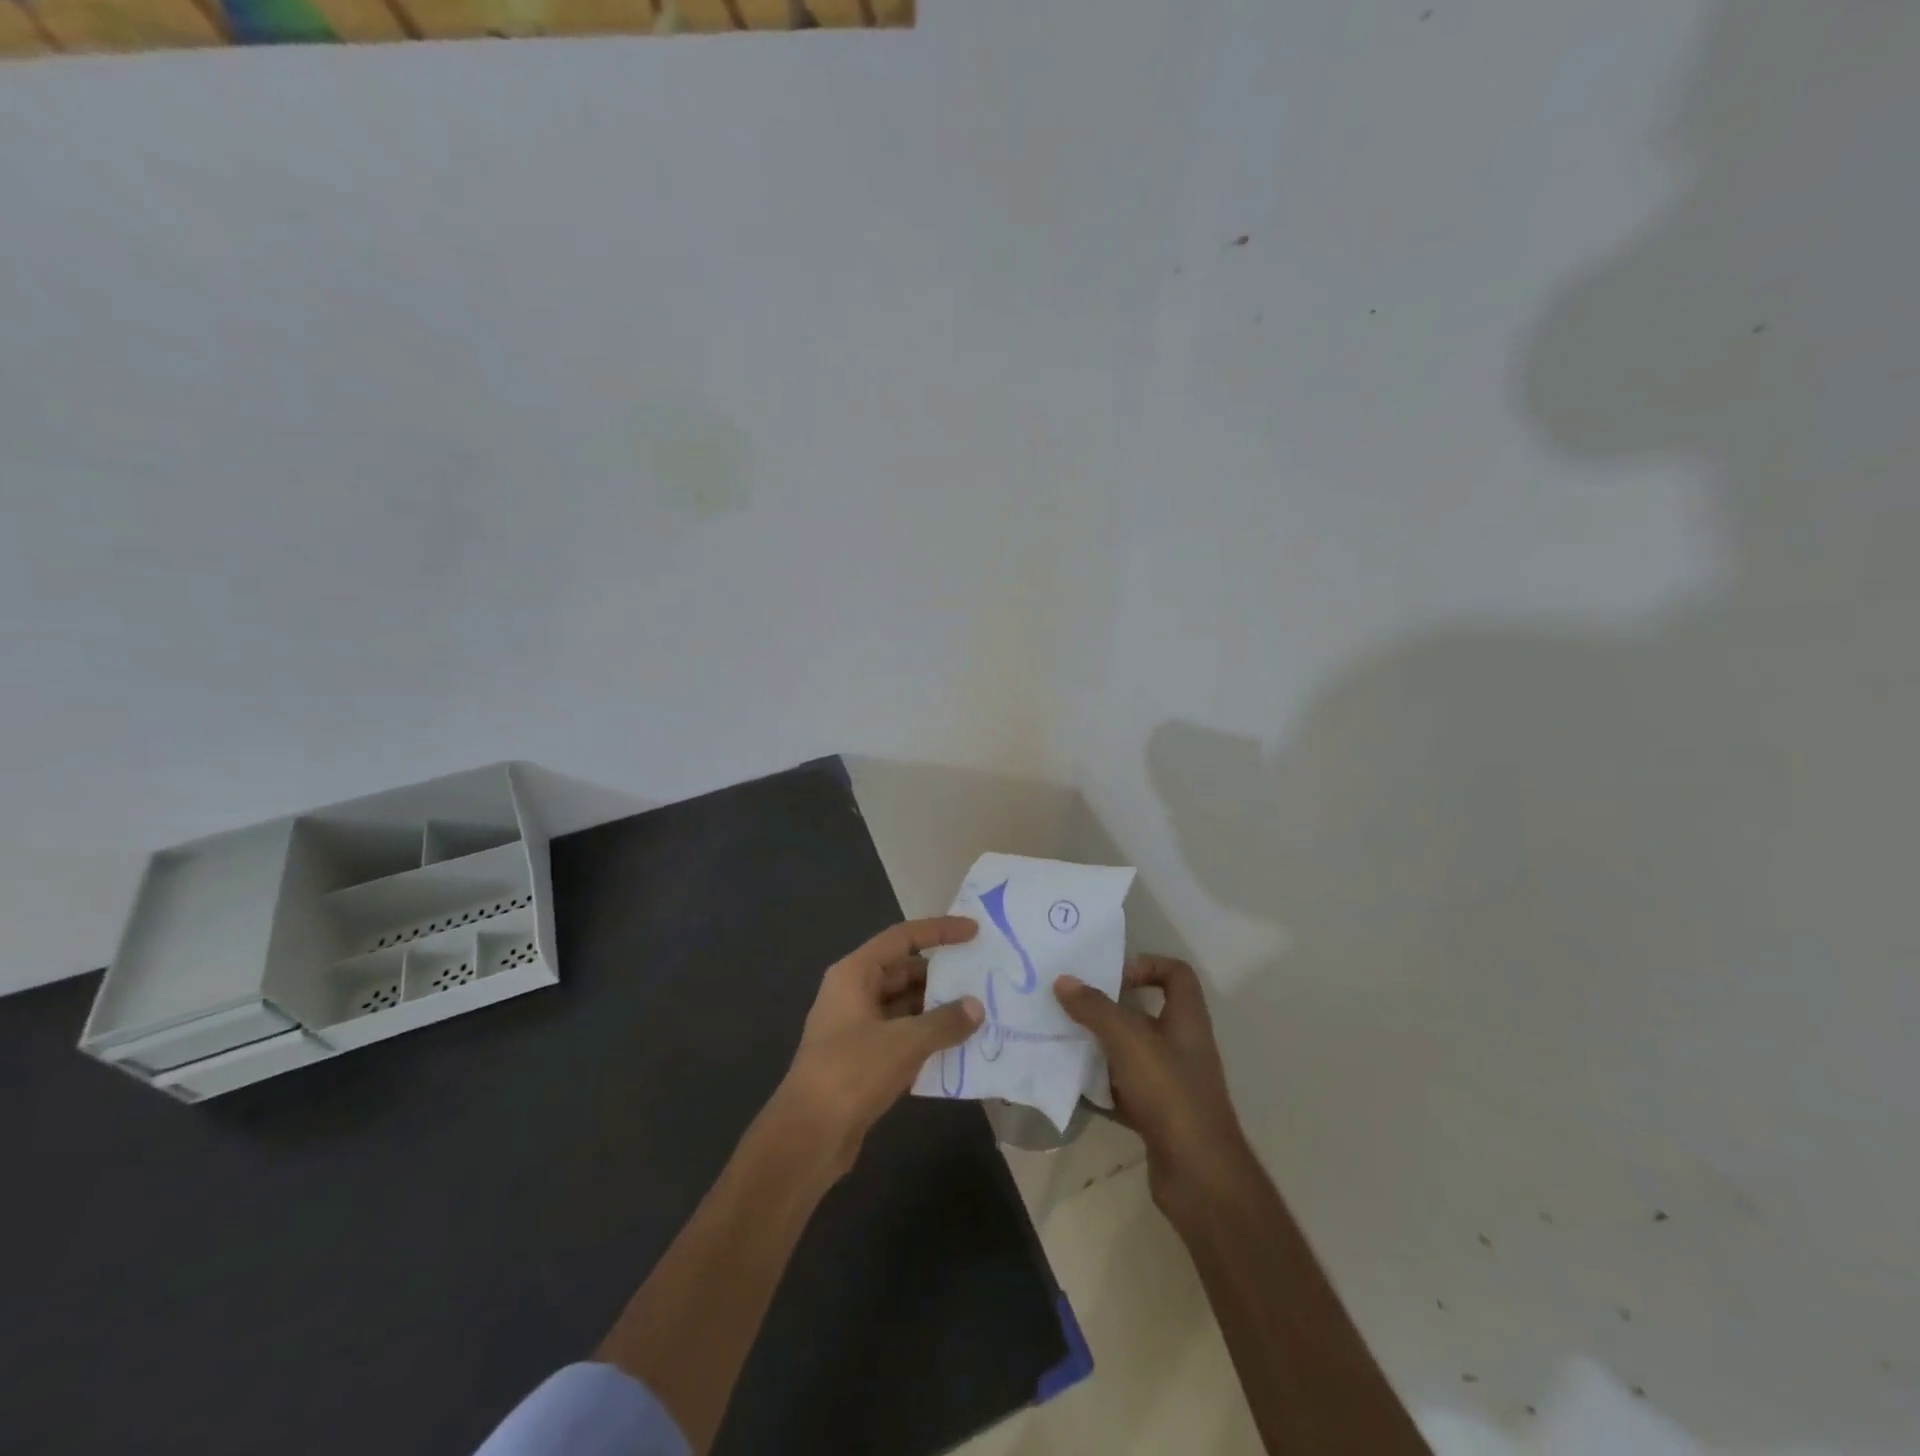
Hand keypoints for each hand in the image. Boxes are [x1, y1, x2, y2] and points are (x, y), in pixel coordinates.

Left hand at [772, 916, 984, 1180]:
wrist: (807, 1137)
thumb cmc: (851, 1073)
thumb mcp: (903, 1043)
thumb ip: (944, 1022)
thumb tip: (976, 1007)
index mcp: (855, 974)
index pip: (902, 937)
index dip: (939, 931)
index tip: (974, 931)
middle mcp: (854, 992)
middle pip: (904, 970)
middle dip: (942, 975)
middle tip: (982, 978)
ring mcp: (857, 1026)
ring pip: (905, 1005)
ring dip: (937, 1009)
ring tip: (979, 1012)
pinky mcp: (863, 1058)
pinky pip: (902, 1034)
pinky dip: (927, 1036)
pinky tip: (958, 1047)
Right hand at [1054, 955, 1250, 1216]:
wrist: (1198, 1175)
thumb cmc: (1170, 1093)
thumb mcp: (1128, 1041)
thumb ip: (1095, 1009)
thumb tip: (1063, 980)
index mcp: (1186, 1019)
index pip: (1176, 974)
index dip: (1147, 965)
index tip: (1112, 977)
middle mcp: (1182, 1045)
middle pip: (1146, 1012)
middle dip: (1110, 1008)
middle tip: (1073, 1005)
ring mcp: (1172, 1082)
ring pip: (1132, 1052)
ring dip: (1101, 1046)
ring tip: (1065, 1040)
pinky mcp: (1158, 1114)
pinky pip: (1125, 1088)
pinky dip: (1102, 1085)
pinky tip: (1074, 1084)